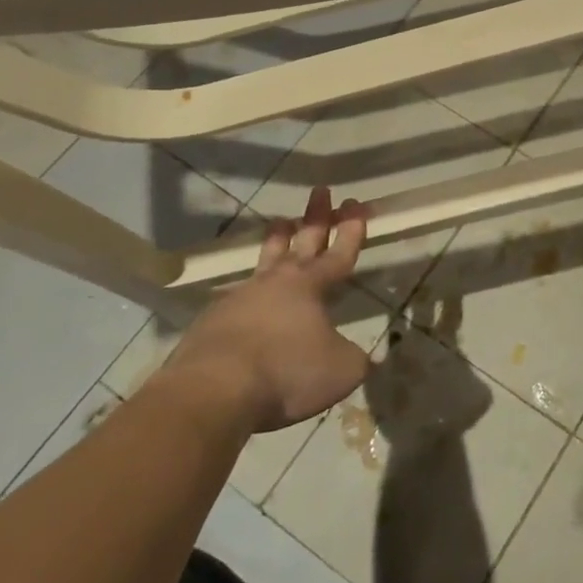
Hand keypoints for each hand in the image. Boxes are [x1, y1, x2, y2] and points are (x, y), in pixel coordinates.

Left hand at [162, 187, 371, 433]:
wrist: (214, 392)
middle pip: (302, 241)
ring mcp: (241, 298)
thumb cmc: (288, 373)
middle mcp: (278, 283)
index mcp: (312, 287)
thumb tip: (369, 355)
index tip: (358, 204)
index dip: (352, 230)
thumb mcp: (342, 371)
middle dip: (317, 217)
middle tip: (321, 191)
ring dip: (277, 240)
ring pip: (266, 260)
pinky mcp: (213, 320)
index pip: (340, 251)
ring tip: (281, 221)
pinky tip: (247, 294)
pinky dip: (249, 289)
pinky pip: (238, 295)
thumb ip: (358, 358)